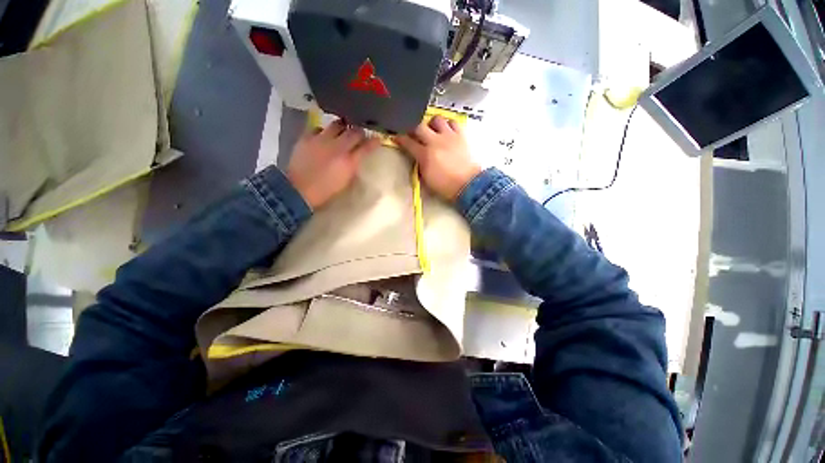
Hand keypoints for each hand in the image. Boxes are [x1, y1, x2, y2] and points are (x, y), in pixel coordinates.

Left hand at [287, 120, 379, 208]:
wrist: (299, 190)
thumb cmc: (325, 190)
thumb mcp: (345, 181)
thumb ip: (353, 166)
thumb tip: (358, 156)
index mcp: (349, 162)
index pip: (367, 147)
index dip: (374, 142)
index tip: (377, 139)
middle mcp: (337, 148)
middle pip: (354, 132)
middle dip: (359, 132)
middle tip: (359, 135)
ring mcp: (321, 140)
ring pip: (337, 124)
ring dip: (343, 127)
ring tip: (342, 130)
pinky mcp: (307, 137)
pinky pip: (319, 127)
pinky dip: (324, 130)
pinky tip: (323, 136)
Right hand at [395, 116, 481, 200]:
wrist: (469, 185)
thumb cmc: (446, 186)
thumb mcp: (427, 179)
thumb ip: (419, 165)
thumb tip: (416, 156)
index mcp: (425, 155)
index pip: (407, 142)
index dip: (400, 138)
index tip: (396, 136)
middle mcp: (435, 141)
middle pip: (419, 126)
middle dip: (412, 128)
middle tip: (413, 132)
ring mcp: (449, 136)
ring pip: (436, 119)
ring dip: (431, 124)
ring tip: (432, 130)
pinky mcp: (461, 134)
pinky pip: (453, 121)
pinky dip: (448, 124)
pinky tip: (447, 131)